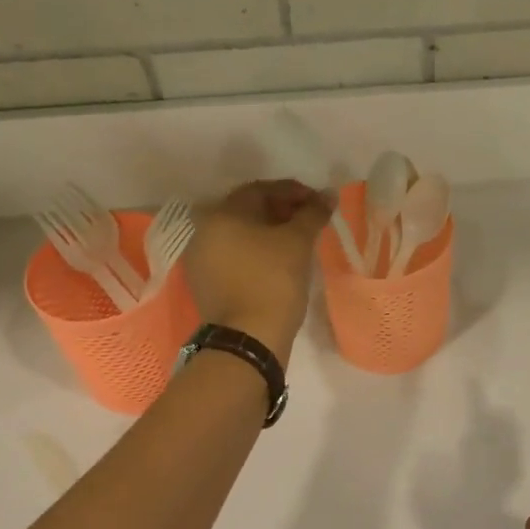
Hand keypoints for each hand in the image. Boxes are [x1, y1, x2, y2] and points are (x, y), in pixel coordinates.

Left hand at [185, 180, 334, 366]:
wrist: (248, 339)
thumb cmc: (273, 281)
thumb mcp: (298, 242)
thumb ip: (313, 213)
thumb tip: (328, 195)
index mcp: (222, 214)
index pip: (261, 189)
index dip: (294, 192)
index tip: (319, 203)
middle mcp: (204, 231)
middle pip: (248, 210)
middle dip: (282, 210)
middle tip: (310, 220)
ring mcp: (201, 258)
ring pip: (241, 234)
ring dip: (269, 231)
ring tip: (298, 241)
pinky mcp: (206, 282)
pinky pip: (234, 255)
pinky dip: (257, 252)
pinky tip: (278, 261)